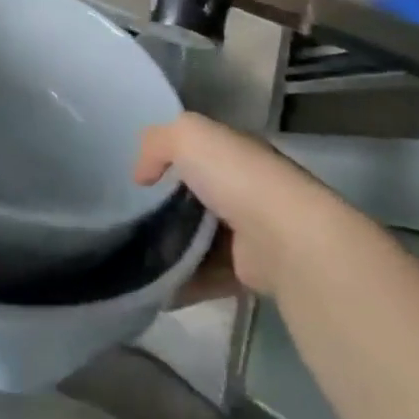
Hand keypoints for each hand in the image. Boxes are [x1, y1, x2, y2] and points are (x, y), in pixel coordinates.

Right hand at [135, 113, 336, 298]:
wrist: (286, 239)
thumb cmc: (236, 176)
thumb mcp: (187, 135)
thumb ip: (156, 143)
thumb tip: (142, 176)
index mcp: (235, 151)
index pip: (199, 149)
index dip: (169, 157)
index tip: (140, 176)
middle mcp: (245, 187)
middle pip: (197, 194)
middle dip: (166, 206)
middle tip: (132, 217)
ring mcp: (250, 231)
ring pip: (200, 236)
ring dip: (172, 246)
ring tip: (135, 254)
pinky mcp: (249, 272)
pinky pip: (207, 274)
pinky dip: (183, 280)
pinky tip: (155, 284)